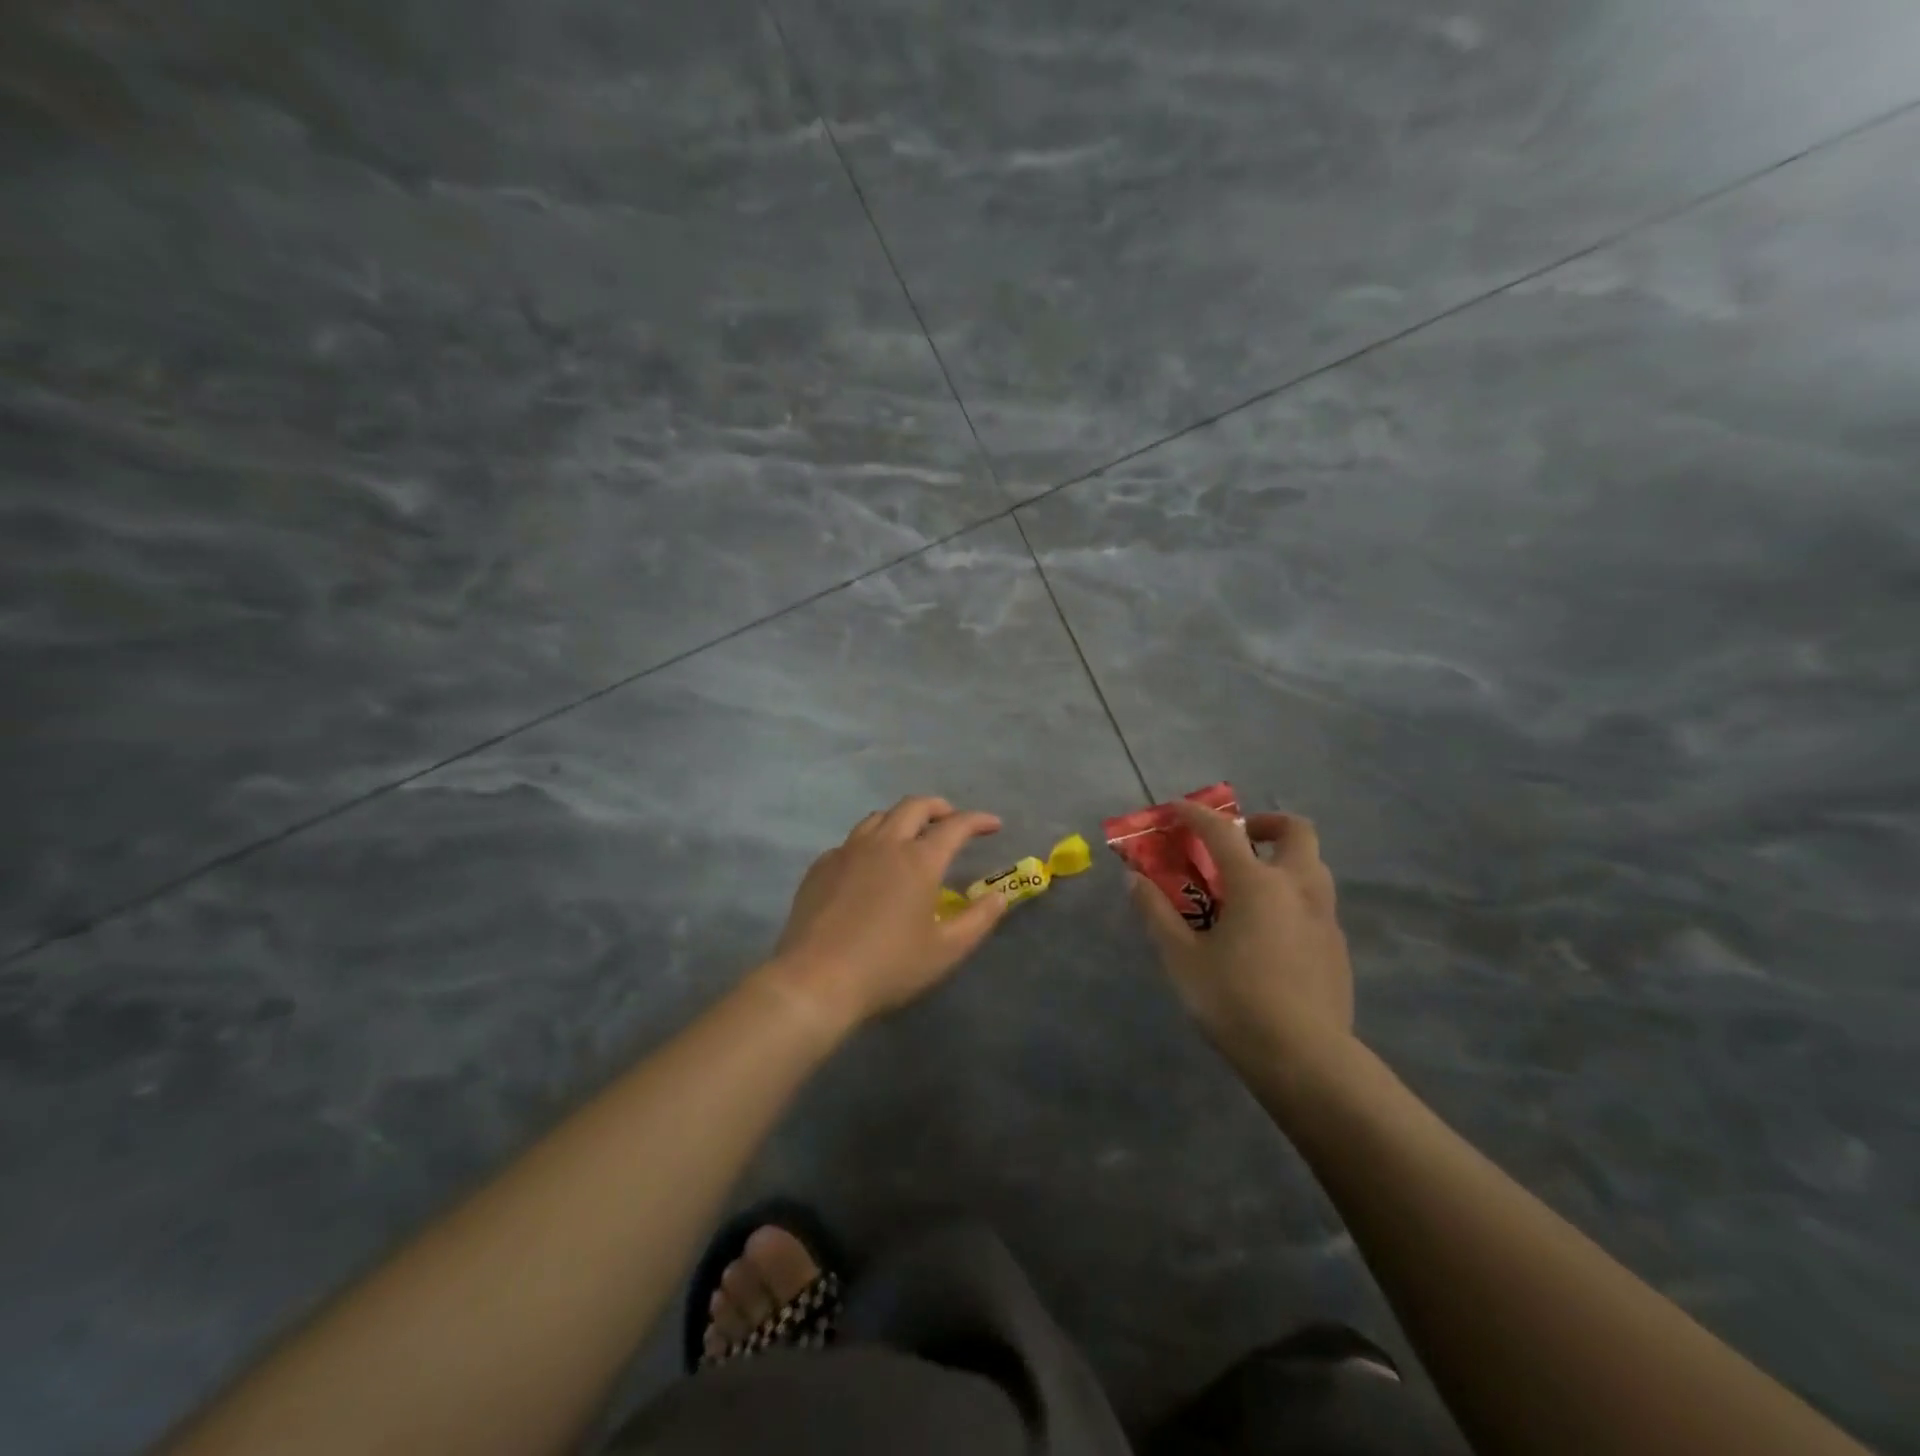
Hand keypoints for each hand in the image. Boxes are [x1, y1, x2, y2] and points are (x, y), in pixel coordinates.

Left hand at [768, 796, 1007, 1029]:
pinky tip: (870, 866)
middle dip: (939, 808)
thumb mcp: (946, 950)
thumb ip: (979, 919)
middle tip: (951, 821)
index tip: (993, 824)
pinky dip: (871, 842)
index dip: (978, 820)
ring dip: (902, 819)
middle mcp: (884, 844)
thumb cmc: (889, 966)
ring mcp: (848, 851)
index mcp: (919, 860)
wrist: (816, 980)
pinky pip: (851, 841)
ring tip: (911, 836)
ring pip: (879, 817)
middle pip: (914, 806)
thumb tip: (1000, 895)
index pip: (955, 826)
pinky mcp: (821, 866)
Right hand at [1129, 800, 1354, 1070]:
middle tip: (1240, 840)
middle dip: (1266, 823)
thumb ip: (1156, 912)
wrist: (1305, 1059)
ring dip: (1285, 859)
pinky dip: (1293, 896)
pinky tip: (1271, 931)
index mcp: (1257, 883)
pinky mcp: (1338, 947)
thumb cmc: (1234, 1001)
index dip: (1195, 814)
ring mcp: (1325, 917)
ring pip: (1314, 866)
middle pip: (1296, 830)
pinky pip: (1317, 903)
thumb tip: (1135, 880)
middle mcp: (1297, 888)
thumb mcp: (1181, 957)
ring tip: (1252, 885)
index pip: (1222, 832)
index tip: (1176, 808)